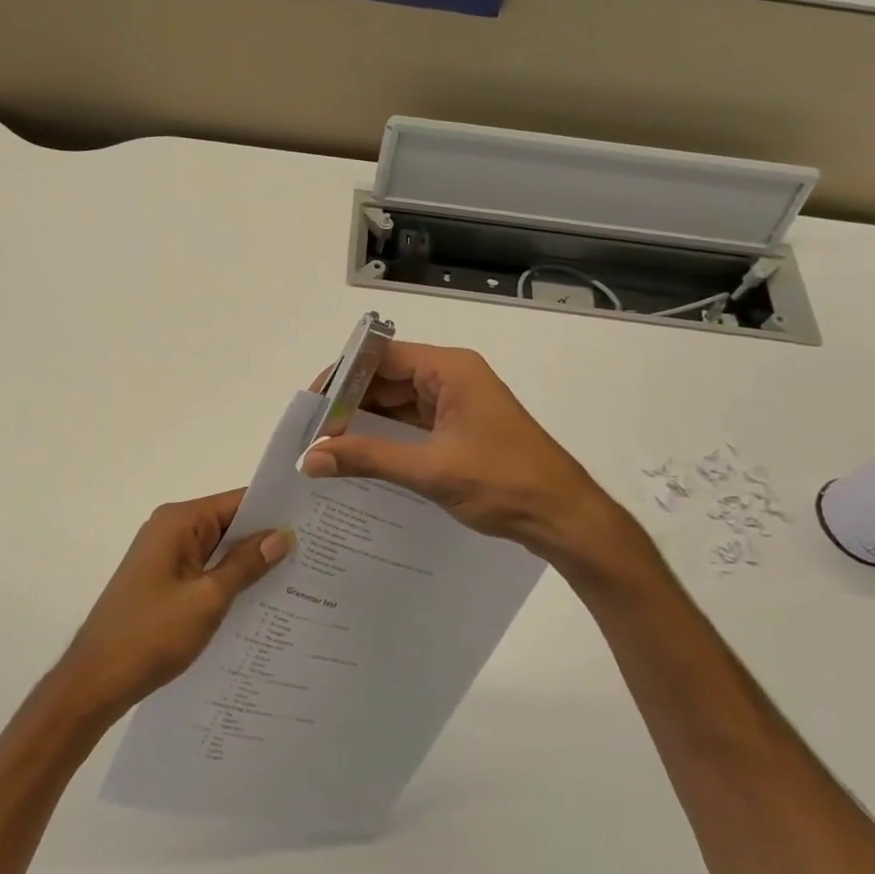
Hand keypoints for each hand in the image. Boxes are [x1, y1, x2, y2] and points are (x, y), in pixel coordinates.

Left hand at [54, 490, 292, 721]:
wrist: (95, 682)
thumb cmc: (151, 635)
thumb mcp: (208, 599)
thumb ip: (246, 565)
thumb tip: (283, 536)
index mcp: (178, 522)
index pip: (237, 501)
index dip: (275, 510)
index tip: (314, 520)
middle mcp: (170, 529)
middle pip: (229, 523)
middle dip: (266, 538)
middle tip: (316, 551)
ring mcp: (165, 556)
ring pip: (219, 549)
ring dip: (249, 562)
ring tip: (300, 574)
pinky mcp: (163, 581)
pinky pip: (205, 570)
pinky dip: (229, 579)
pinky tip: (261, 598)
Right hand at [300, 343, 661, 587]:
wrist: (565, 517)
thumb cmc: (503, 483)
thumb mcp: (430, 470)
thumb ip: (367, 458)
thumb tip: (310, 457)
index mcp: (449, 369)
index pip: (382, 356)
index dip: (343, 376)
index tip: (312, 405)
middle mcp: (452, 377)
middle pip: (387, 377)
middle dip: (350, 402)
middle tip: (314, 432)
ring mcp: (458, 402)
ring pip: (398, 402)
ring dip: (367, 421)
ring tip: (328, 447)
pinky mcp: (461, 427)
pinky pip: (414, 423)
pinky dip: (388, 437)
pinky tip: (362, 457)